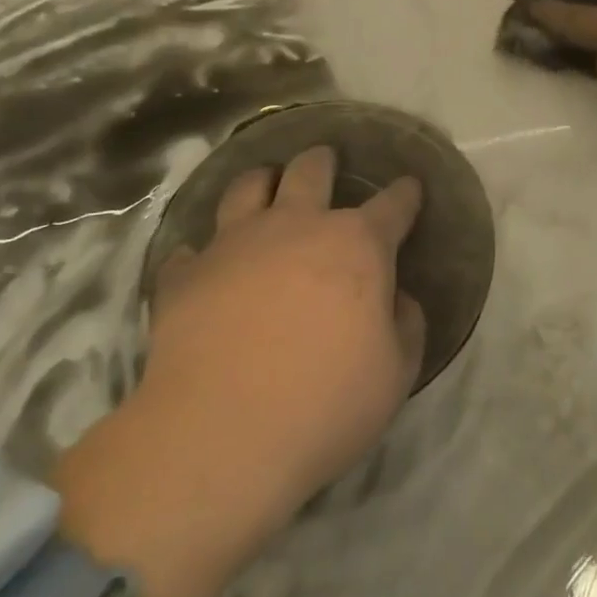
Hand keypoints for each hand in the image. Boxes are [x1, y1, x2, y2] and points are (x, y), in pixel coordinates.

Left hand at [142, 145, 427, 514]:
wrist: (221, 436)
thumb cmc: (326, 403)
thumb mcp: (396, 374)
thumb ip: (406, 326)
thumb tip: (397, 299)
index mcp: (356, 245)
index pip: (392, 205)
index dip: (405, 194)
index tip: (410, 186)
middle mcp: (296, 226)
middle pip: (311, 171)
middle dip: (323, 160)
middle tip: (325, 160)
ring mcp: (235, 244)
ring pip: (247, 188)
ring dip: (260, 181)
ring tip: (264, 183)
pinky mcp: (185, 275)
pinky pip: (189, 251)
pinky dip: (200, 255)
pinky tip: (200, 265)